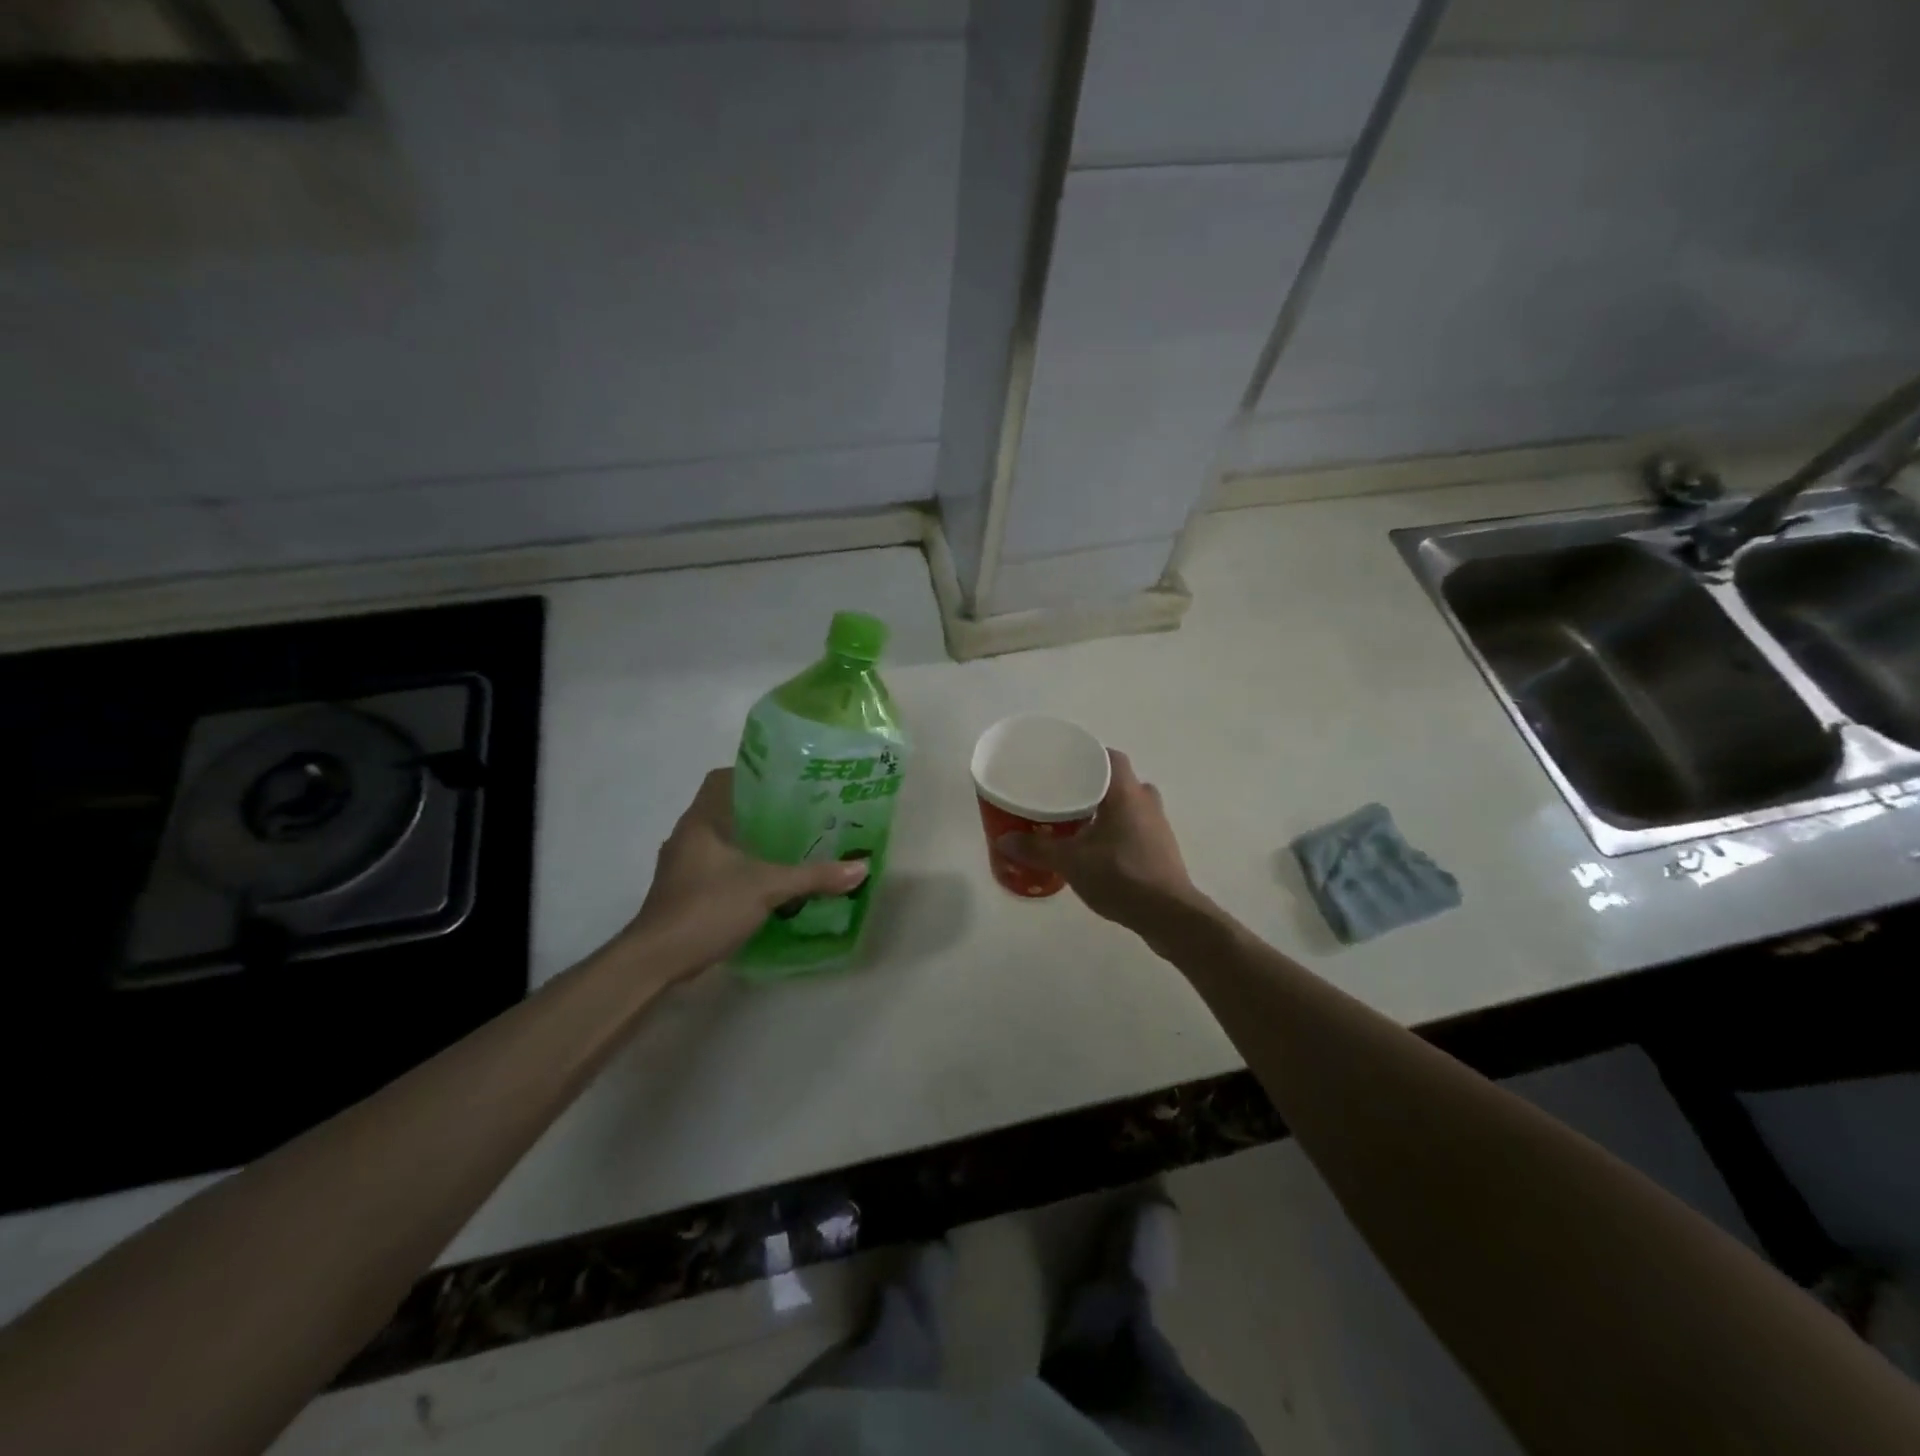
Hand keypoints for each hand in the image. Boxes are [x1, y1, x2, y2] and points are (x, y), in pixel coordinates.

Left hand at [617, 768, 867, 978]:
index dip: (752, 774)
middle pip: (725, 809)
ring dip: (750, 840)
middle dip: (760, 810)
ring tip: (790, 843)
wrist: (656, 961)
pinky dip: (740, 866)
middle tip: (801, 812)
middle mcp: (687, 836)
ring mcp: (681, 866)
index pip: (722, 779)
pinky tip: (767, 879)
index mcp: (700, 821)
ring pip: (721, 840)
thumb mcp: (768, 888)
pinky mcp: (683, 892)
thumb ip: (813, 876)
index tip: (786, 781)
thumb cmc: (708, 908)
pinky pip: (716, 866)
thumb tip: (861, 868)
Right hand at [998, 749, 1197, 934]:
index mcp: (1126, 793)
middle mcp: (1146, 802)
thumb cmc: (1120, 875)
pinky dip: (1117, 831)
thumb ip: (1037, 848)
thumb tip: (1004, 840)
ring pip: (1128, 806)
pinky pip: (1136, 828)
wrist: (1168, 915)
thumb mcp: (1071, 862)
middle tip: (1064, 796)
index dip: (1088, 756)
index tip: (1065, 765)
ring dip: (1106, 811)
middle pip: (1118, 781)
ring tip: (1076, 823)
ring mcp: (1158, 826)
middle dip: (1093, 787)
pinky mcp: (1162, 850)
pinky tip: (1097, 850)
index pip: (1110, 757)